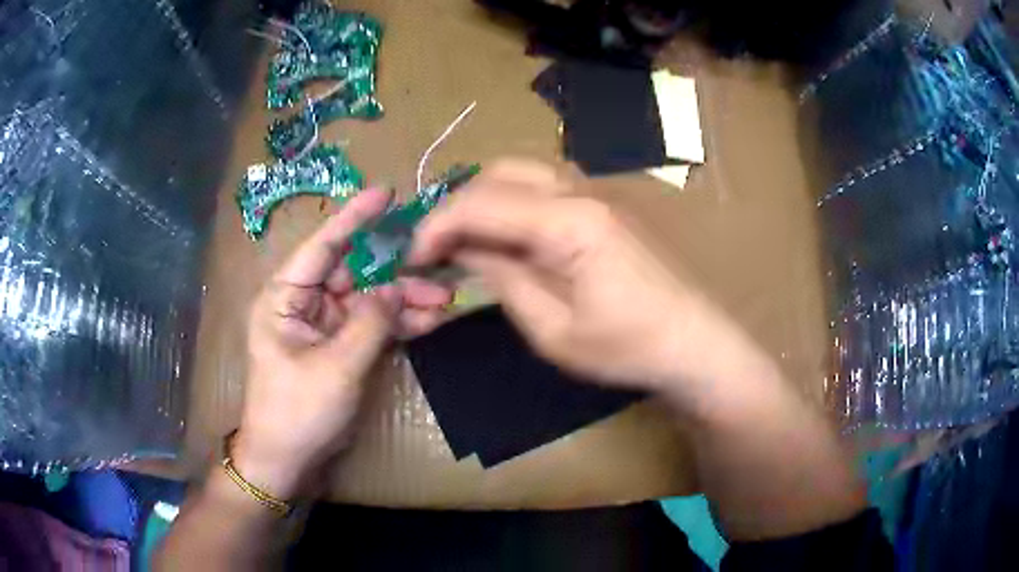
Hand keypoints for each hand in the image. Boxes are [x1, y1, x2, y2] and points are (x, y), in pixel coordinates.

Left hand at [236, 189, 451, 498]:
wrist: (288, 462)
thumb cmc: (297, 412)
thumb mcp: (336, 367)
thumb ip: (370, 322)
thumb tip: (397, 287)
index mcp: (285, 297)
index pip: (322, 246)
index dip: (354, 218)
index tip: (386, 194)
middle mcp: (303, 303)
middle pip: (353, 273)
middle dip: (395, 272)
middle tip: (438, 270)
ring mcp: (323, 326)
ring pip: (367, 299)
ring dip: (403, 299)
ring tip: (444, 300)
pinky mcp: (339, 348)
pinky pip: (371, 325)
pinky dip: (397, 323)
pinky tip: (428, 320)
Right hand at [410, 160, 751, 395]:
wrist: (692, 342)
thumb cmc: (626, 348)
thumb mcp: (551, 330)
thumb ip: (502, 279)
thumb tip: (463, 250)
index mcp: (567, 222)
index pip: (480, 204)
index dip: (436, 227)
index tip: (412, 257)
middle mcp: (580, 191)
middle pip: (497, 174)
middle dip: (456, 206)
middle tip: (436, 247)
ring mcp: (596, 192)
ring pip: (520, 172)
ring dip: (483, 198)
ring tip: (463, 238)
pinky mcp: (604, 204)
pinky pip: (543, 185)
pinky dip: (511, 201)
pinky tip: (506, 233)